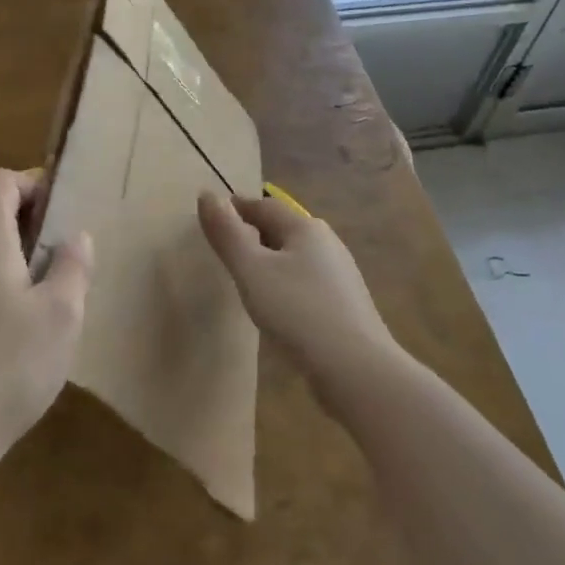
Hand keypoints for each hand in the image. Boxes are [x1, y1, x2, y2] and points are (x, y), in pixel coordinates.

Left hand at [0, 169, 92, 496]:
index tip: (60, 214)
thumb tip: (74, 237)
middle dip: (28, 229)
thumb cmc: (5, 369)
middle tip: (62, 265)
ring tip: (42, 308)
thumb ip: (72, 267)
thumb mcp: (61, 317)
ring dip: (11, 265)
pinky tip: (9, 344)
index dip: (31, 184)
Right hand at [197, 192, 398, 408]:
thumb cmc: (298, 312)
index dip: (236, 209)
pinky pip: (307, 284)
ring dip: (270, 261)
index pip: (263, 206)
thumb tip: (206, 193)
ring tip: (246, 280)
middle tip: (225, 250)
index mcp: (305, 228)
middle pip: (282, 229)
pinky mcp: (345, 307)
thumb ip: (227, 234)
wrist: (358, 371)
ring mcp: (340, 276)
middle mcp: (327, 243)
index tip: (212, 220)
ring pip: (296, 257)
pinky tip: (277, 309)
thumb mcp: (252, 271)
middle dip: (253, 234)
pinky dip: (286, 286)